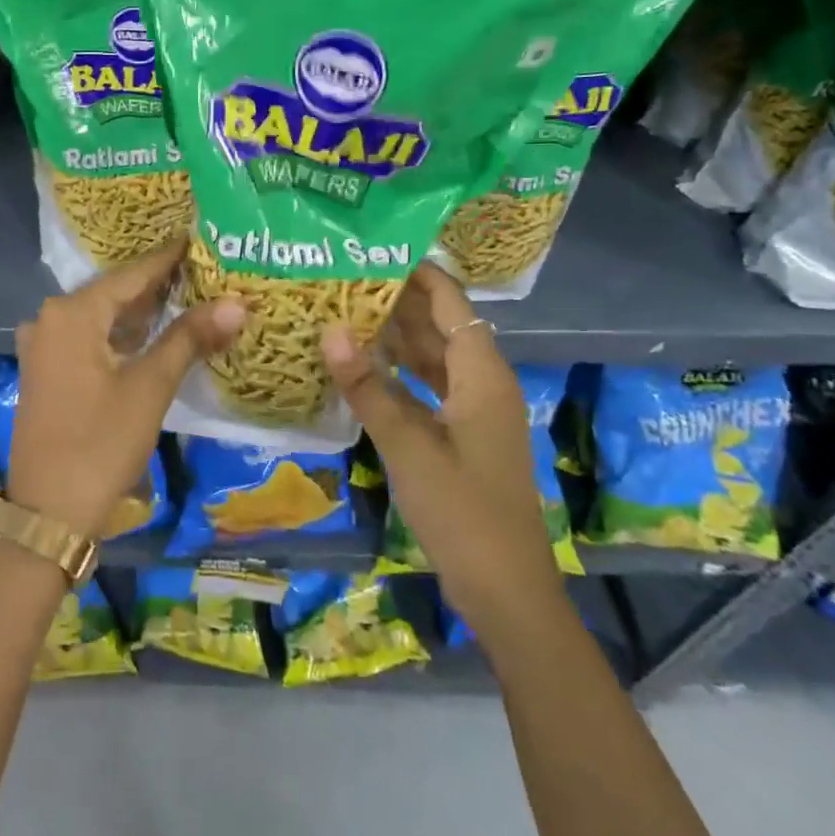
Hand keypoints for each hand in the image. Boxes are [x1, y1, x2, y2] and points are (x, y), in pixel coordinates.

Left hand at [9, 238, 244, 539]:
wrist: (49, 511)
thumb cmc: (101, 442)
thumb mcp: (150, 386)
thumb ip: (189, 338)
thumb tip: (237, 302)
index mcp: (72, 313)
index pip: (131, 275)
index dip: (168, 259)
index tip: (199, 239)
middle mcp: (51, 319)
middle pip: (114, 293)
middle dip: (158, 285)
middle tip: (203, 269)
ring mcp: (44, 346)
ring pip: (101, 317)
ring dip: (140, 311)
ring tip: (187, 295)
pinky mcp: (47, 371)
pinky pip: (89, 338)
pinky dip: (121, 335)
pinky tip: (152, 334)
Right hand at [321, 263, 562, 619]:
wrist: (505, 588)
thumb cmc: (462, 510)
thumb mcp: (408, 445)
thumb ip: (368, 387)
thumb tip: (330, 330)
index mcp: (481, 373)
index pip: (450, 301)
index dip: (417, 272)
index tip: (373, 248)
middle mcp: (482, 381)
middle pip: (441, 324)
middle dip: (397, 299)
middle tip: (344, 276)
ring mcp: (473, 409)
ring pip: (433, 356)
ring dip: (396, 335)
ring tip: (345, 308)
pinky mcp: (462, 434)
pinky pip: (429, 385)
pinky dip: (400, 371)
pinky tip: (363, 365)